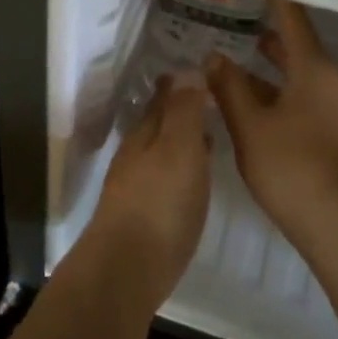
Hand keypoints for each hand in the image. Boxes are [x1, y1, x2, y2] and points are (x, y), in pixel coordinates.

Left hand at [90, 74, 211, 309]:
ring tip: (209, 136)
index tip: (201, 71)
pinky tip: (194, 180)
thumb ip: (183, 111)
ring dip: (182, 140)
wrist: (127, 268)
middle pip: (159, 124)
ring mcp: (135, 186)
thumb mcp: (179, 149)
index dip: (180, 83)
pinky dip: (181, 170)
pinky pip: (165, 179)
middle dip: (180, 110)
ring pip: (161, 152)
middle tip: (210, 100)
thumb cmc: (160, 203)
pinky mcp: (142, 216)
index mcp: (145, 134)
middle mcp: (136, 155)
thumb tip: (186, 69)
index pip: (162, 98)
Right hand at [207, 0, 337, 244]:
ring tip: (240, 66)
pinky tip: (257, 109)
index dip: (274, 0)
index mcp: (314, 69)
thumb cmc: (290, 164)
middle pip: (300, 49)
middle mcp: (333, 83)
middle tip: (238, 25)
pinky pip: (307, 101)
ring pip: (302, 78)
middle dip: (269, 38)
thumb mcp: (249, 124)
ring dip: (273, 71)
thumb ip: (229, 87)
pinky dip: (282, 94)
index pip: (293, 20)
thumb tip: (214, 57)